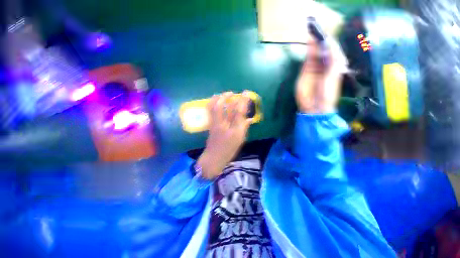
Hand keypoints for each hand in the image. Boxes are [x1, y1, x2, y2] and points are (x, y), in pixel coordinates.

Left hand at [197, 92, 252, 178]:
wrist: (214, 157)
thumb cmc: (229, 149)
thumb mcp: (240, 139)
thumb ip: (244, 127)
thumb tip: (249, 119)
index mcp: (232, 129)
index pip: (238, 112)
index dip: (242, 101)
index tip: (245, 93)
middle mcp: (222, 124)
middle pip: (223, 107)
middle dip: (227, 97)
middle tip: (232, 93)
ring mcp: (214, 124)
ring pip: (213, 108)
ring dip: (218, 99)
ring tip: (223, 94)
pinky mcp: (210, 125)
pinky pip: (210, 111)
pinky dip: (212, 104)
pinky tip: (215, 101)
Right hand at [295, 37, 347, 112]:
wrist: (315, 105)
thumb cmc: (328, 92)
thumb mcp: (333, 75)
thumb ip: (333, 59)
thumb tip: (330, 43)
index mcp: (335, 64)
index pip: (333, 49)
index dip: (329, 40)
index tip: (326, 31)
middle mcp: (325, 64)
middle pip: (323, 49)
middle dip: (321, 39)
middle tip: (317, 29)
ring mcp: (315, 67)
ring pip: (315, 52)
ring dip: (314, 43)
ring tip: (312, 32)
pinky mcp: (306, 71)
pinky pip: (308, 59)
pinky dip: (308, 51)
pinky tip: (308, 43)